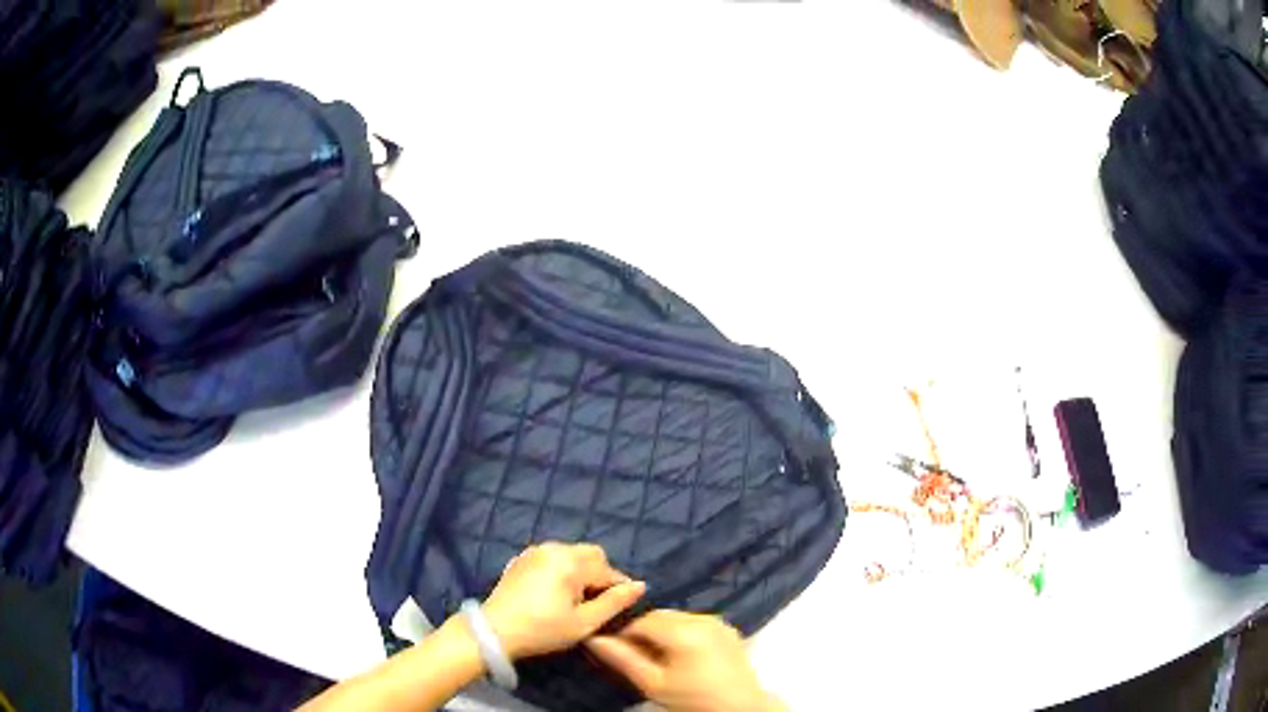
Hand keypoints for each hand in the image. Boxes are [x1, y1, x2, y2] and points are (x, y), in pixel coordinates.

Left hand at [481, 542, 645, 658]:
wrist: (494, 631)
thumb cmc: (543, 629)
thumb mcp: (584, 623)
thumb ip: (615, 602)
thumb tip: (640, 586)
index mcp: (571, 562)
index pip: (608, 570)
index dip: (619, 588)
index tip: (619, 607)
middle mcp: (554, 548)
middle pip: (591, 554)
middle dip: (599, 575)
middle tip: (594, 603)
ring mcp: (534, 551)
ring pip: (571, 554)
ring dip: (580, 571)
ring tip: (574, 600)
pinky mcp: (521, 559)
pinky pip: (551, 557)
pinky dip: (560, 570)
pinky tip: (553, 593)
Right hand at [585, 610, 784, 711]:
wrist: (740, 708)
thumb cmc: (693, 699)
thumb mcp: (653, 684)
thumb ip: (622, 659)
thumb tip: (593, 638)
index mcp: (684, 631)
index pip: (640, 620)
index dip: (622, 633)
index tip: (613, 649)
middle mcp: (702, 618)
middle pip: (659, 616)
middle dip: (641, 631)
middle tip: (632, 655)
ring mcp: (717, 622)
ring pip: (676, 617)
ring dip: (660, 631)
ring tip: (654, 657)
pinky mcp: (727, 629)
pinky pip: (694, 622)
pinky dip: (680, 632)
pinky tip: (678, 655)